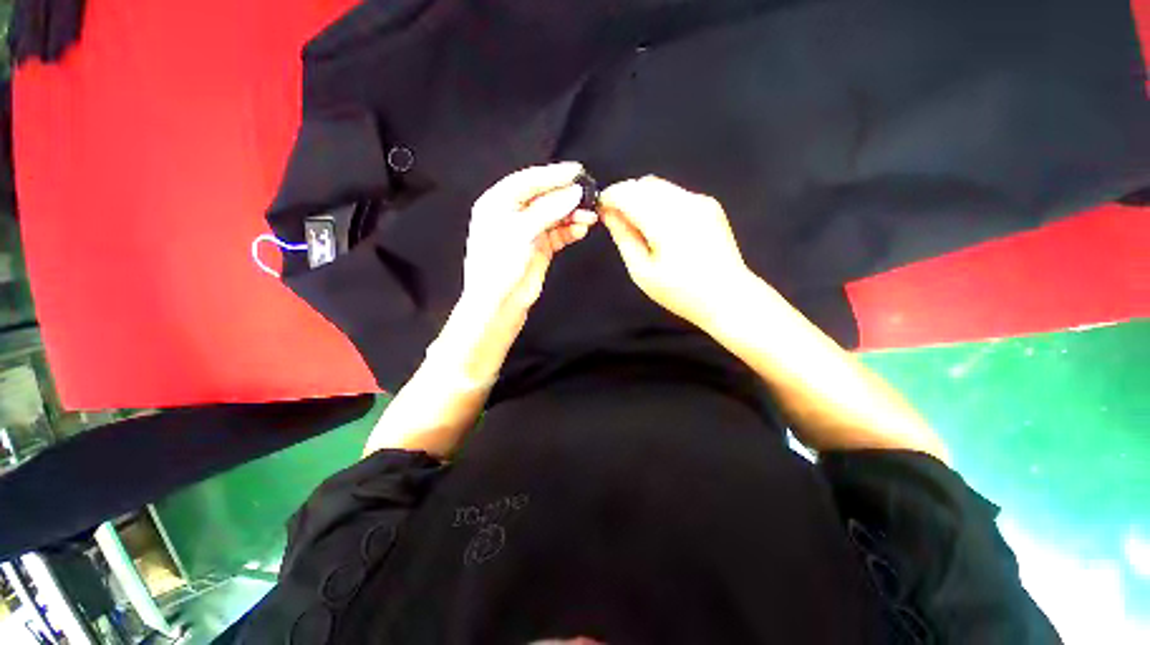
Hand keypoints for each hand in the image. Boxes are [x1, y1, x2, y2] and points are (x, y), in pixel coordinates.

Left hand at [463, 162, 597, 317]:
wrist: (499, 304)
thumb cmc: (500, 265)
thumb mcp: (521, 232)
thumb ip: (548, 210)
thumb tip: (574, 193)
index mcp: (498, 203)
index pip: (528, 181)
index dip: (552, 175)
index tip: (577, 171)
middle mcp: (512, 214)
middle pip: (543, 197)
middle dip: (566, 196)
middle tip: (589, 193)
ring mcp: (528, 232)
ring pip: (554, 216)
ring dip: (572, 215)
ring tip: (590, 216)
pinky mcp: (540, 248)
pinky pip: (558, 234)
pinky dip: (570, 231)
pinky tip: (581, 230)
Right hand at [599, 175, 751, 328]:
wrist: (727, 296)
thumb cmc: (680, 292)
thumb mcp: (642, 271)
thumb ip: (624, 237)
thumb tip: (608, 213)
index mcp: (665, 221)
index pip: (628, 193)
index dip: (610, 197)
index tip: (601, 211)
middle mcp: (684, 202)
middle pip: (644, 184)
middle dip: (625, 195)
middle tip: (617, 219)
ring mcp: (700, 201)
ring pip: (660, 185)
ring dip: (642, 197)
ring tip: (637, 223)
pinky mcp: (709, 205)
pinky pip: (675, 193)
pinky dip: (659, 201)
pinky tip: (660, 225)